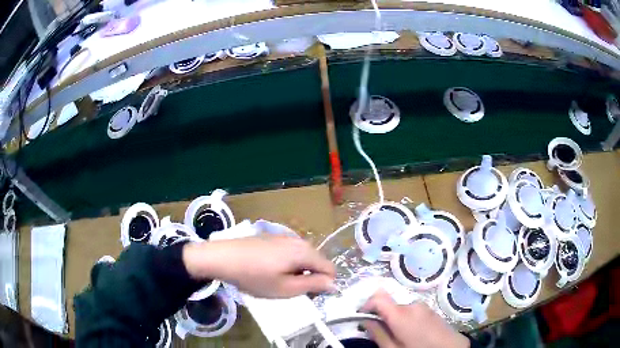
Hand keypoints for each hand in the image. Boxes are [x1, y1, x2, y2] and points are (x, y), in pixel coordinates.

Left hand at [183, 235, 335, 297]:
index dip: (324, 285)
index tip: (307, 296)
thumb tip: (334, 284)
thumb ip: (314, 286)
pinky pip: (290, 253)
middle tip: (290, 291)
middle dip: (310, 279)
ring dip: (298, 273)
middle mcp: (298, 240)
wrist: (222, 257)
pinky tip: (269, 271)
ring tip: (277, 282)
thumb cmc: (254, 277)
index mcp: (305, 252)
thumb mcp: (286, 288)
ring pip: (303, 258)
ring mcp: (284, 237)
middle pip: (317, 263)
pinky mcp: (273, 238)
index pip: (330, 269)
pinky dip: (287, 265)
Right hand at [362, 291, 468, 347]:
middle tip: (379, 333)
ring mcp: (423, 306)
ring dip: (394, 319)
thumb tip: (366, 322)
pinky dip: (405, 319)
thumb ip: (378, 334)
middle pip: (389, 305)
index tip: (361, 317)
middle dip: (381, 317)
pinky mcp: (431, 310)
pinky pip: (412, 311)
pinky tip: (412, 334)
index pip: (378, 298)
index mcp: (401, 314)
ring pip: (400, 309)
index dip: (366, 305)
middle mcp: (412, 305)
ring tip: (398, 336)